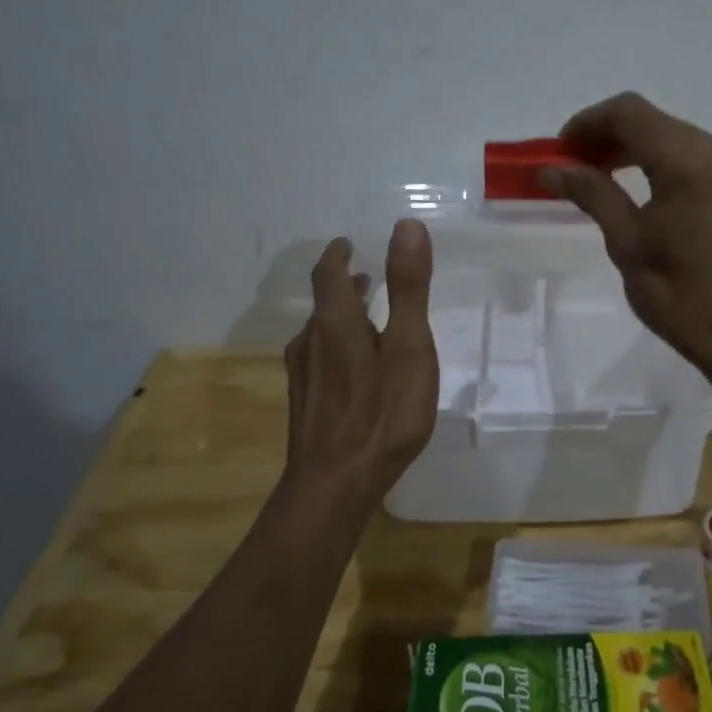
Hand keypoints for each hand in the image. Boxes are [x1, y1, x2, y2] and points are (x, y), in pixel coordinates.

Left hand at [283, 219, 438, 503]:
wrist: (335, 485)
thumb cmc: (381, 412)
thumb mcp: (408, 345)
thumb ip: (408, 287)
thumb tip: (407, 225)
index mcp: (335, 322)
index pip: (328, 271)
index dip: (338, 253)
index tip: (349, 243)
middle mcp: (310, 342)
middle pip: (324, 303)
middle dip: (344, 286)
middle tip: (368, 279)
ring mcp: (303, 376)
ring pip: (320, 334)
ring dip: (342, 318)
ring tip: (368, 322)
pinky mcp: (305, 405)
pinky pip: (320, 361)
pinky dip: (339, 348)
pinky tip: (357, 372)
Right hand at [544, 92, 711, 375]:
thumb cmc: (682, 297)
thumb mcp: (627, 244)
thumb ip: (592, 194)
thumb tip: (551, 170)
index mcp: (689, 162)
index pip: (629, 113)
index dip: (588, 123)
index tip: (560, 151)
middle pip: (652, 120)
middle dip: (608, 136)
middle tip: (573, 167)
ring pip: (672, 135)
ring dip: (634, 148)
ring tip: (599, 178)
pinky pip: (693, 155)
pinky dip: (660, 161)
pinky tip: (639, 188)